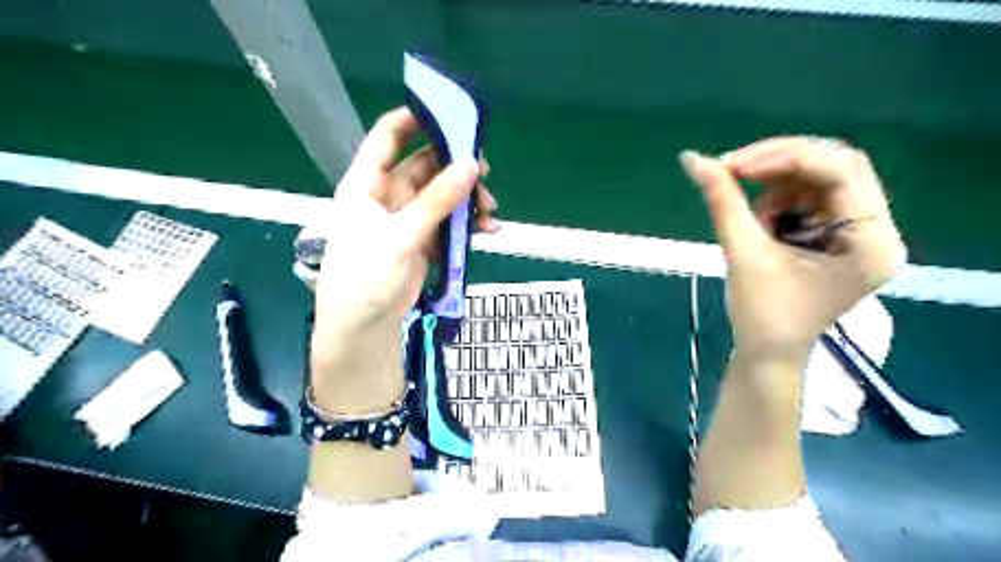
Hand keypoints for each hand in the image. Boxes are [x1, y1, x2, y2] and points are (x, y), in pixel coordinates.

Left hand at [312, 106, 495, 404]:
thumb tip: (471, 165)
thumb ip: (437, 201)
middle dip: (455, 169)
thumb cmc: (367, 276)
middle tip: (484, 174)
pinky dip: (467, 226)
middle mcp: (387, 196)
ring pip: (442, 197)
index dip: (414, 120)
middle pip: (425, 167)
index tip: (449, 114)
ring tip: (491, 211)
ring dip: (466, 201)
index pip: (388, 138)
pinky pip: (448, 223)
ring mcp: (407, 219)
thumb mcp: (401, 235)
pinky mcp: (422, 240)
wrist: (364, 326)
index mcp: (367, 184)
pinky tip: (488, 231)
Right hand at [680, 135, 907, 364]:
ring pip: (820, 178)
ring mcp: (861, 231)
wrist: (767, 351)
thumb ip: (722, 202)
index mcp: (871, 242)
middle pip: (835, 167)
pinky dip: (779, 200)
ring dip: (777, 185)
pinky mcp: (839, 233)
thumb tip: (692, 158)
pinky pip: (810, 196)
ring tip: (752, 218)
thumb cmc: (761, 314)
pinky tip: (763, 224)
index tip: (732, 165)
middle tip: (732, 169)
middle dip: (779, 163)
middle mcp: (878, 230)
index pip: (841, 171)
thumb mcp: (742, 254)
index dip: (784, 158)